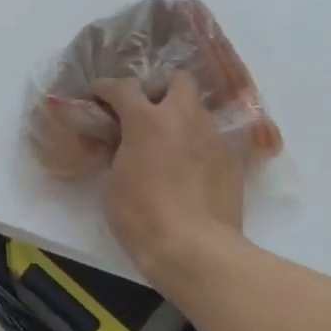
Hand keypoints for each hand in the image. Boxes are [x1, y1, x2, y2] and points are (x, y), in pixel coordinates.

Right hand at [93, 72, 244, 292]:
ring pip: (197, 110)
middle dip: (160, 87)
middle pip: (177, 79)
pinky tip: (187, 169)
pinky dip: (196, 145)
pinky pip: (211, 140)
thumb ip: (117, 152)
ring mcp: (213, 137)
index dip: (106, 87)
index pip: (123, 87)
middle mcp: (184, 118)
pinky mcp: (232, 161)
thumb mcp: (112, 182)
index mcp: (146, 120)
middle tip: (146, 109)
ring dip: (180, 116)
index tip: (98, 92)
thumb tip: (122, 145)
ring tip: (167, 141)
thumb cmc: (141, 216)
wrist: (195, 251)